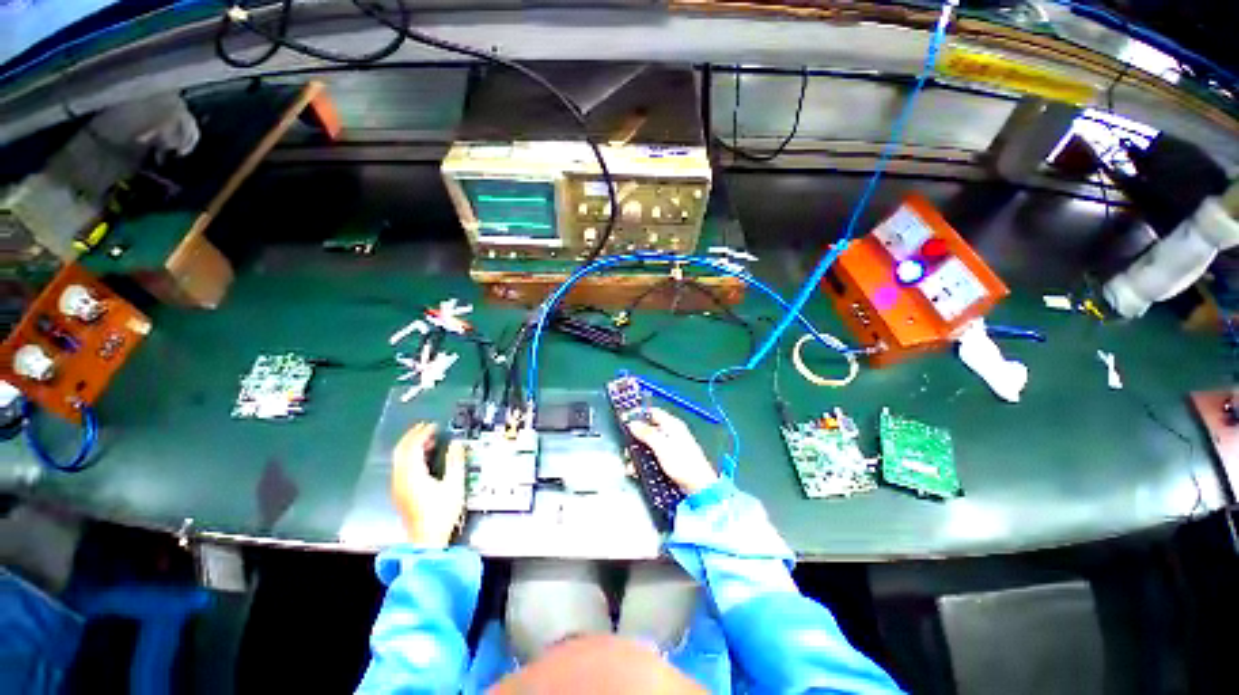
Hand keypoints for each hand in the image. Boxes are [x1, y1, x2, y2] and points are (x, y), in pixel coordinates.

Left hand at [391, 422, 465, 547]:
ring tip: (428, 440)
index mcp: (412, 474)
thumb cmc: (441, 513)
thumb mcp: (454, 485)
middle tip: (426, 427)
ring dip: (411, 446)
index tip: (433, 425)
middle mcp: (400, 478)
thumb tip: (456, 444)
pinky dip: (410, 457)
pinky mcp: (400, 493)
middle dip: (412, 436)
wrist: (426, 540)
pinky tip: (423, 459)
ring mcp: (398, 486)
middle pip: (400, 451)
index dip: (421, 433)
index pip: (412, 447)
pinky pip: (401, 467)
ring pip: (399, 459)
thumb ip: (455, 461)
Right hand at [627, 408, 718, 493]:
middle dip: (636, 439)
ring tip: (631, 464)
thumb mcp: (661, 446)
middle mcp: (672, 433)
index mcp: (672, 425)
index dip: (639, 415)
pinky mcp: (670, 460)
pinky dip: (644, 462)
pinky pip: (653, 456)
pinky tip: (638, 470)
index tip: (626, 420)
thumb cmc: (684, 463)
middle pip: (649, 430)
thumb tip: (633, 423)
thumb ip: (646, 433)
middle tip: (628, 448)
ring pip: (649, 445)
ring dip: (638, 453)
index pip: (652, 412)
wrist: (698, 487)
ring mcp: (671, 447)